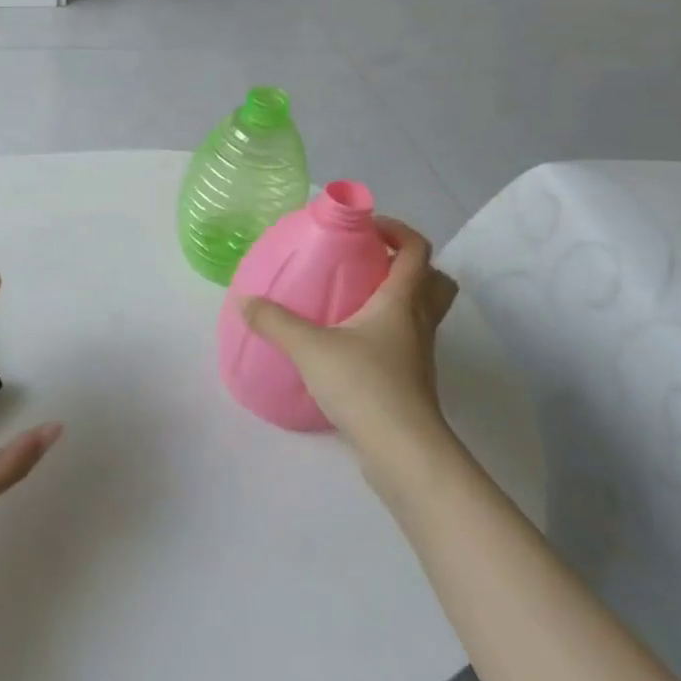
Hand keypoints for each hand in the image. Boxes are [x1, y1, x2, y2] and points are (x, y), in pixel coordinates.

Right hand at [238, 218, 457, 465]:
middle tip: (371, 263)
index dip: (397, 230)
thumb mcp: (309, 348)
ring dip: (401, 298)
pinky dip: (389, 332)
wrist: (403, 452)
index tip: (366, 228)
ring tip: (357, 300)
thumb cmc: (364, 385)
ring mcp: (420, 355)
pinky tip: (352, 344)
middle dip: (409, 264)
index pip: (416, 250)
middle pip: (435, 280)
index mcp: (401, 301)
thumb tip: (245, 301)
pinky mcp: (413, 383)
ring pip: (424, 313)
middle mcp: (418, 323)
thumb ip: (275, 321)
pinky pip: (409, 342)